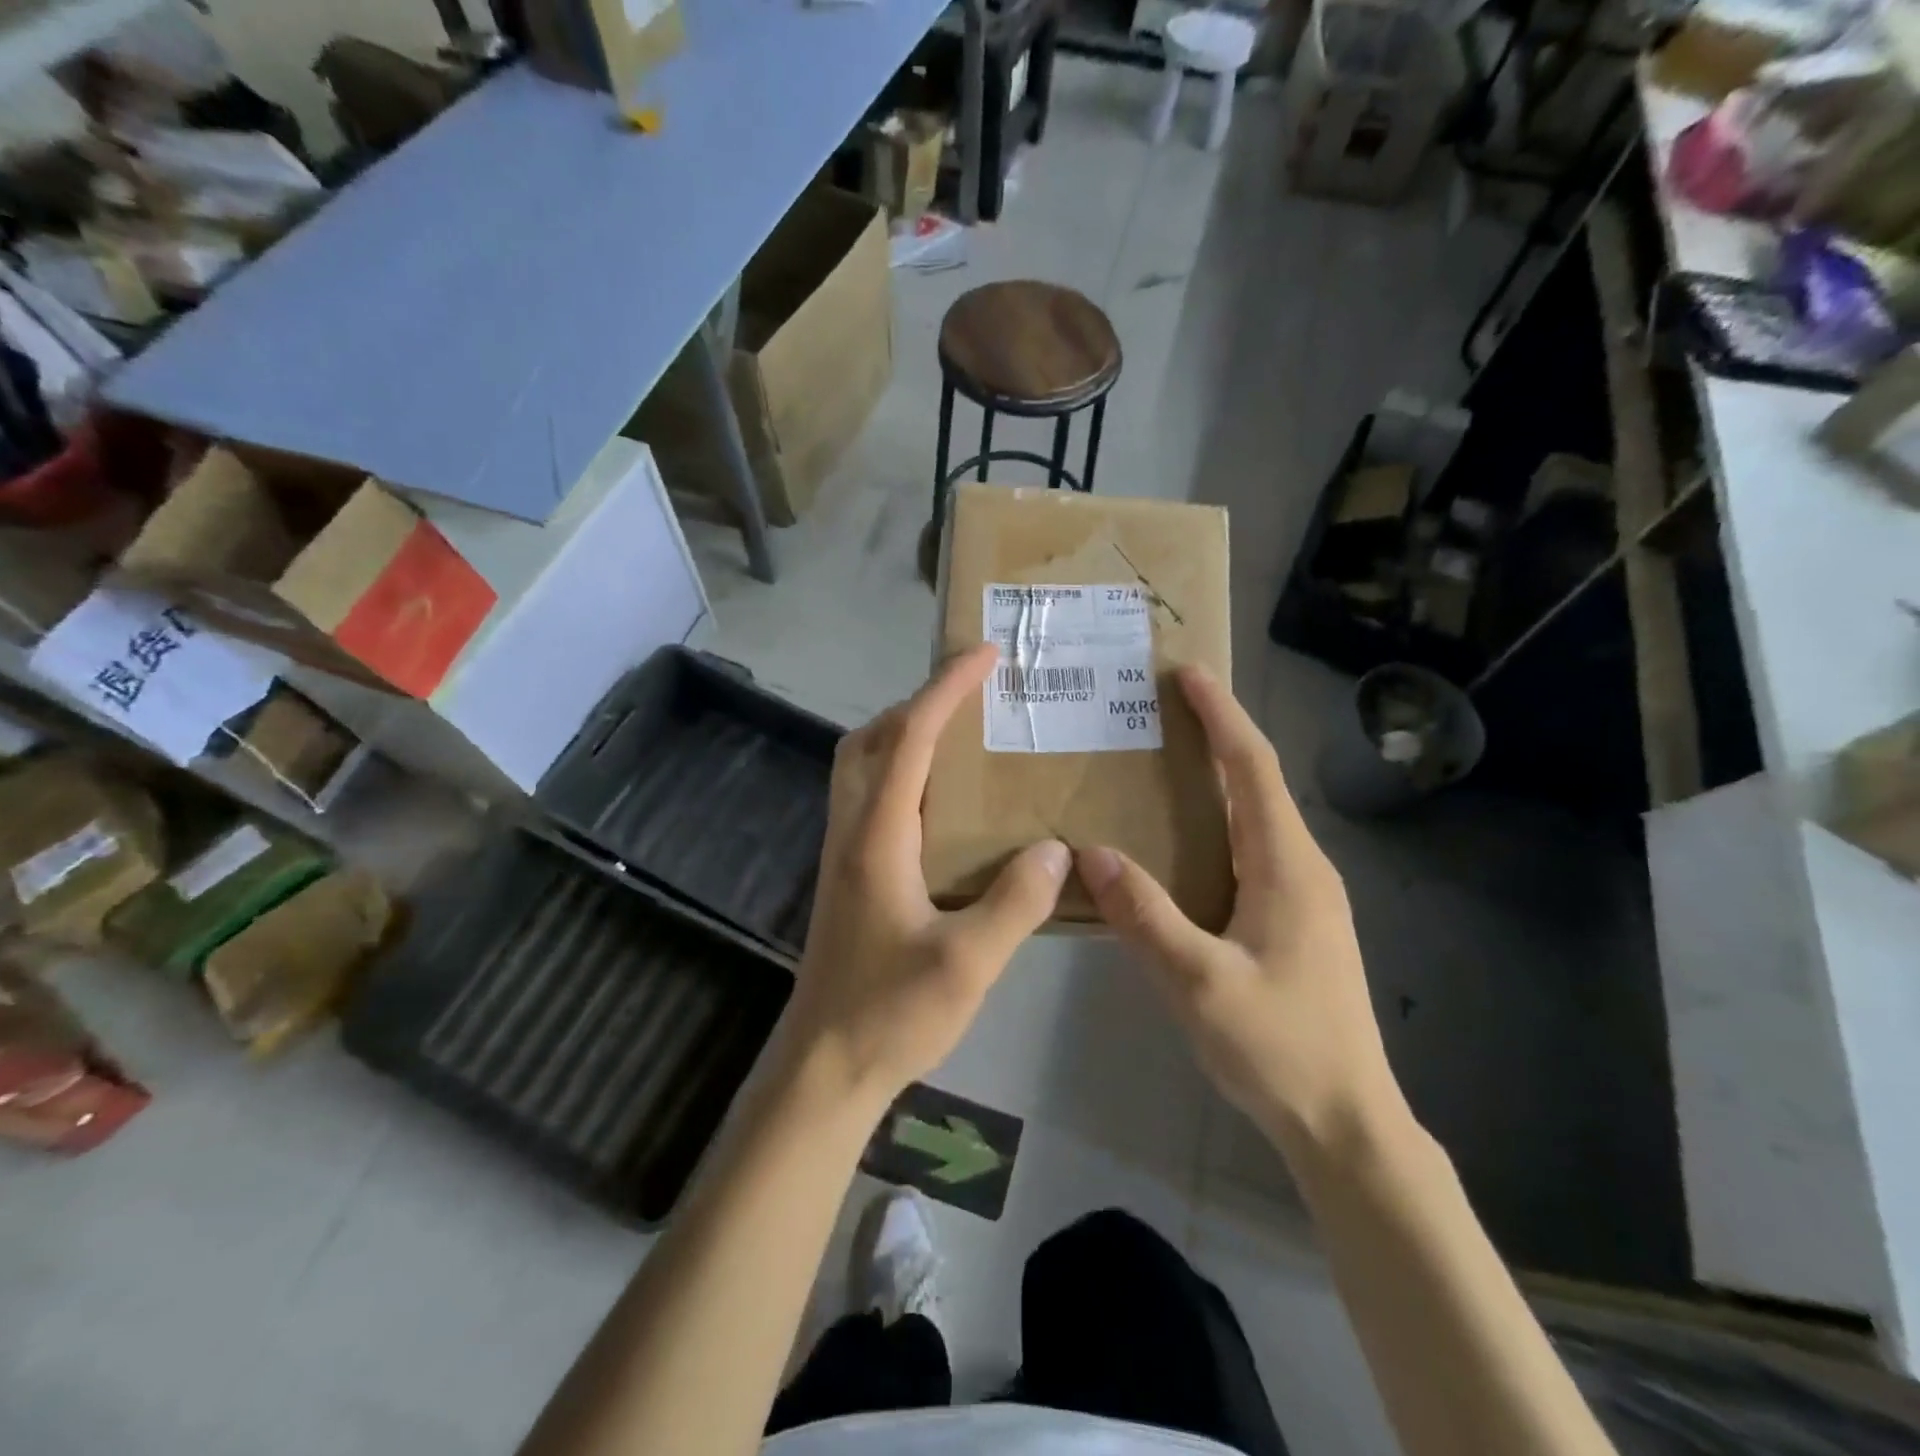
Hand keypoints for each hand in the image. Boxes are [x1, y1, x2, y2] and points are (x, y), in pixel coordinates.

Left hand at [779, 644, 1069, 1108]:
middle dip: (918, 703)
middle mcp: (851, 831)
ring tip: (960, 738)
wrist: (823, 1066)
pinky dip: (902, 775)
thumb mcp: (967, 964)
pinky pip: (870, 800)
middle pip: (872, 740)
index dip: (946, 689)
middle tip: (971, 697)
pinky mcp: (846, 877)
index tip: (984, 655)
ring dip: (904, 736)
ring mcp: (842, 854)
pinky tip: (942, 807)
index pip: (910, 738)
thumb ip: (1015, 902)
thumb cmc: (890, 1013)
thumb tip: (1056, 850)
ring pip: (863, 768)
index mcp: (877, 836)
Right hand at [1076, 666, 1402, 1149]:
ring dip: (1219, 778)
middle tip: (1163, 708)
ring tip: (1165, 761)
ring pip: (1257, 816)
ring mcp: (1305, 896)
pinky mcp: (1296, 921)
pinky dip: (1219, 821)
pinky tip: (1184, 841)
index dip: (1221, 715)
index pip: (1253, 768)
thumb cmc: (1278, 1047)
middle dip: (1218, 735)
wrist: (1347, 1122)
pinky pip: (1253, 849)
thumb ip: (1144, 914)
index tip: (1188, 673)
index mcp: (1287, 866)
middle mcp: (1302, 867)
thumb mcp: (1199, 982)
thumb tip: (1091, 851)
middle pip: (1258, 781)